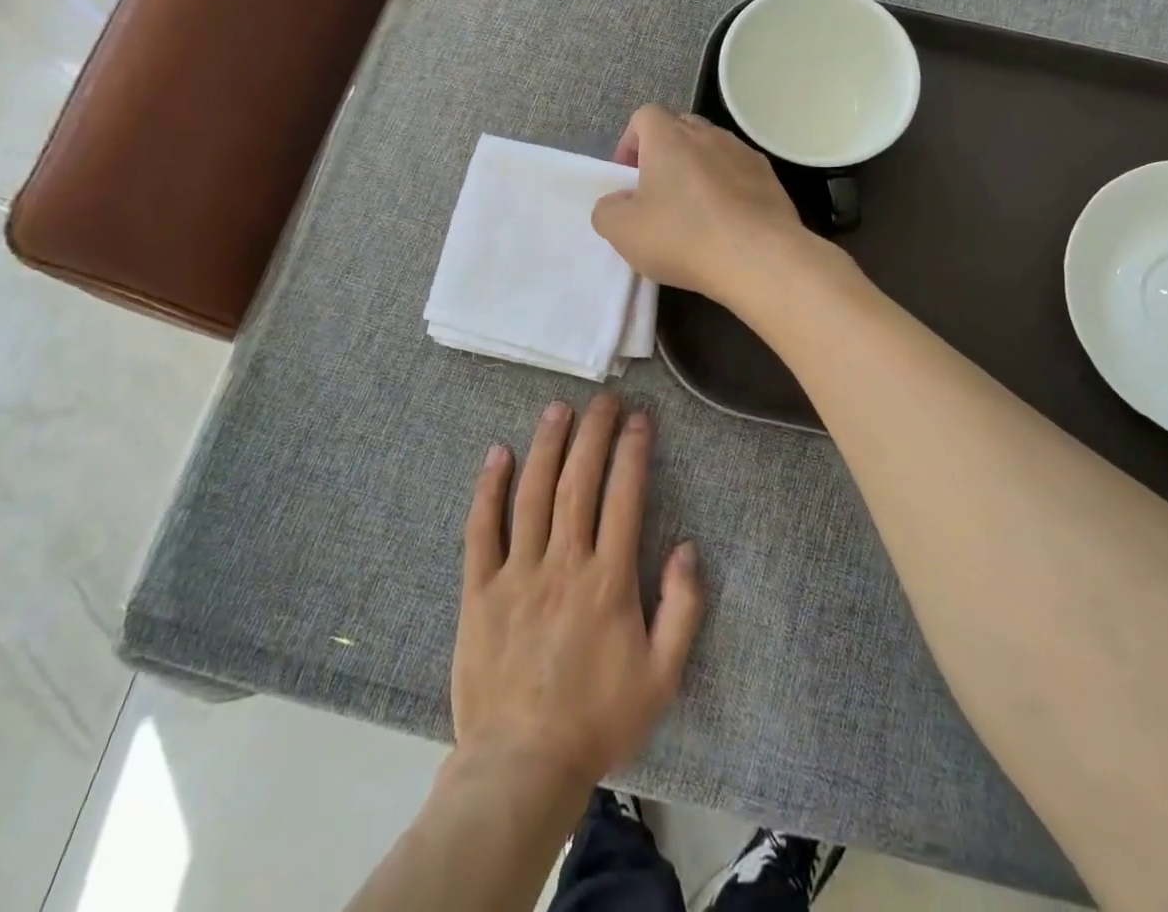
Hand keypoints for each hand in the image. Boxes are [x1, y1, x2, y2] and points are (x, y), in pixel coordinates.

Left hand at [453, 395, 703, 792]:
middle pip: (579, 481)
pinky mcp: (479, 590)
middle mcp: (563, 563)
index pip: (625, 496)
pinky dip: (489, 488)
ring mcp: (517, 573)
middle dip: (593, 433)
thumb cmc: (598, 720)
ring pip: (533, 493)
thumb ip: (682, 609)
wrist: (521, 767)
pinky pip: (481, 529)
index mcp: (608, 580)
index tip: (640, 419)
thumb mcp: (662, 677)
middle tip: (603, 399)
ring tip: (558, 408)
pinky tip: (498, 454)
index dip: (633, 451)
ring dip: (547, 445)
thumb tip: (688, 548)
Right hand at [591, 105, 807, 302]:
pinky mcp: (771, 179)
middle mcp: (709, 134)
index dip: (631, 142)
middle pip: (681, 129)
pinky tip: (727, 225)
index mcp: (669, 137)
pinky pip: (740, 175)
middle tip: (658, 195)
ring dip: (699, 173)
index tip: (628, 178)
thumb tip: (617, 202)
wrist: (759, 258)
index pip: (645, 116)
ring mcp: (745, 154)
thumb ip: (607, 210)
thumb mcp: (623, 231)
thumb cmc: (683, 237)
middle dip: (665, 156)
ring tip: (695, 214)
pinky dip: (729, 191)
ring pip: (713, 152)